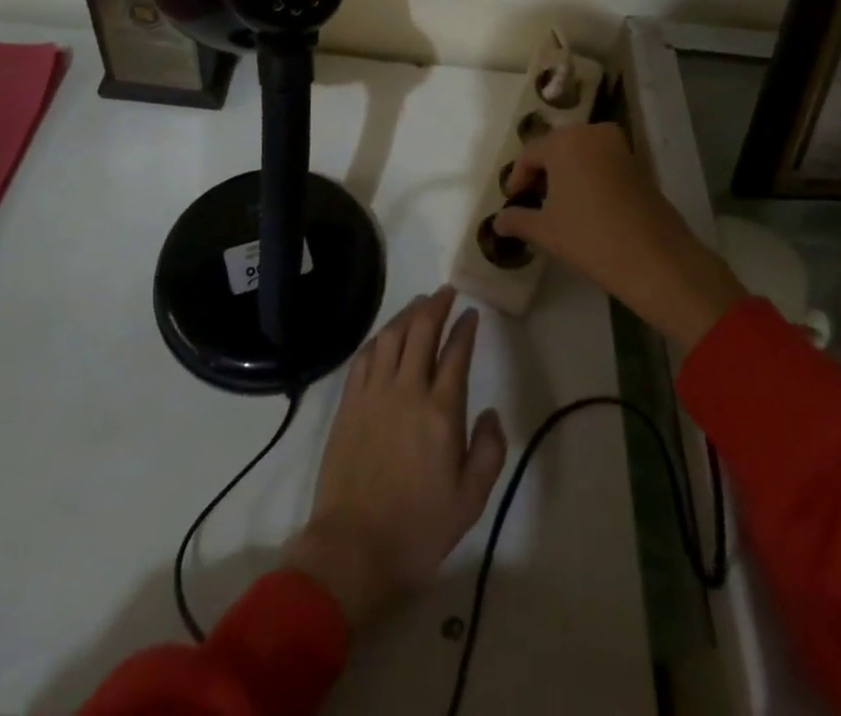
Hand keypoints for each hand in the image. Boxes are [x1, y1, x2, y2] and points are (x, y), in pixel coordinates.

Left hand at [283, 287, 506, 627]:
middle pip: (421, 331)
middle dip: (436, 305)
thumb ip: (489, 451)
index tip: (471, 313)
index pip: (456, 352)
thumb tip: (491, 412)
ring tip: (419, 303)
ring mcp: (373, 393)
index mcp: (441, 412)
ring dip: (407, 313)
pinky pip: (365, 356)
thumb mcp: (471, 501)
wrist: (354, 548)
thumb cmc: (418, 528)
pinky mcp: (349, 402)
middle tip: (446, 292)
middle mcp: (407, 390)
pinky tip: (386, 333)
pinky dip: (379, 337)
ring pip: (391, 335)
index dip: (465, 327)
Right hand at [495, 123, 744, 354]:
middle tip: (532, 200)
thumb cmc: (590, 237)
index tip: (513, 201)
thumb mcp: (545, 231)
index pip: (530, 154)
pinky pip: (601, 161)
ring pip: (580, 153)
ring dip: (566, 173)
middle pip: (556, 148)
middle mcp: (591, 133)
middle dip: (542, 172)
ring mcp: (618, 145)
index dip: (517, 178)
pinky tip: (585, 205)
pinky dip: (588, 175)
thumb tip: (498, 221)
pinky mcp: (637, 162)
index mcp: (564, 141)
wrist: (655, 258)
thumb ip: (517, 220)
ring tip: (557, 204)